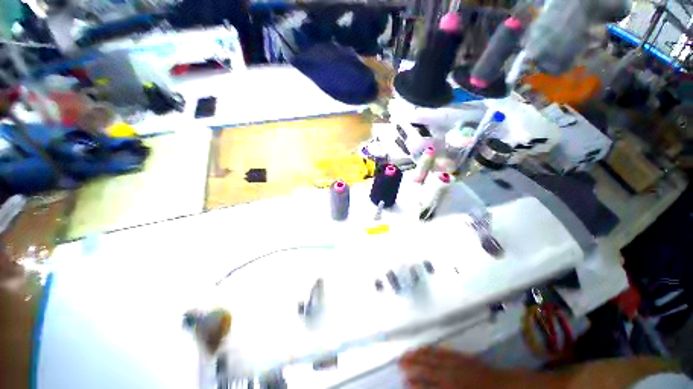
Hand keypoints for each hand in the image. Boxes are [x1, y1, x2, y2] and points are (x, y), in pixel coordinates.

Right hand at [399, 347, 504, 388]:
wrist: (504, 386)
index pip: (428, 385)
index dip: (415, 383)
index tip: (403, 380)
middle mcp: (451, 374)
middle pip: (427, 368)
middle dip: (412, 365)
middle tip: (398, 362)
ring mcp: (455, 363)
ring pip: (431, 357)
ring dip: (418, 355)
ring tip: (406, 353)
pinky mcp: (460, 356)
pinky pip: (441, 351)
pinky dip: (430, 349)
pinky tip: (423, 348)